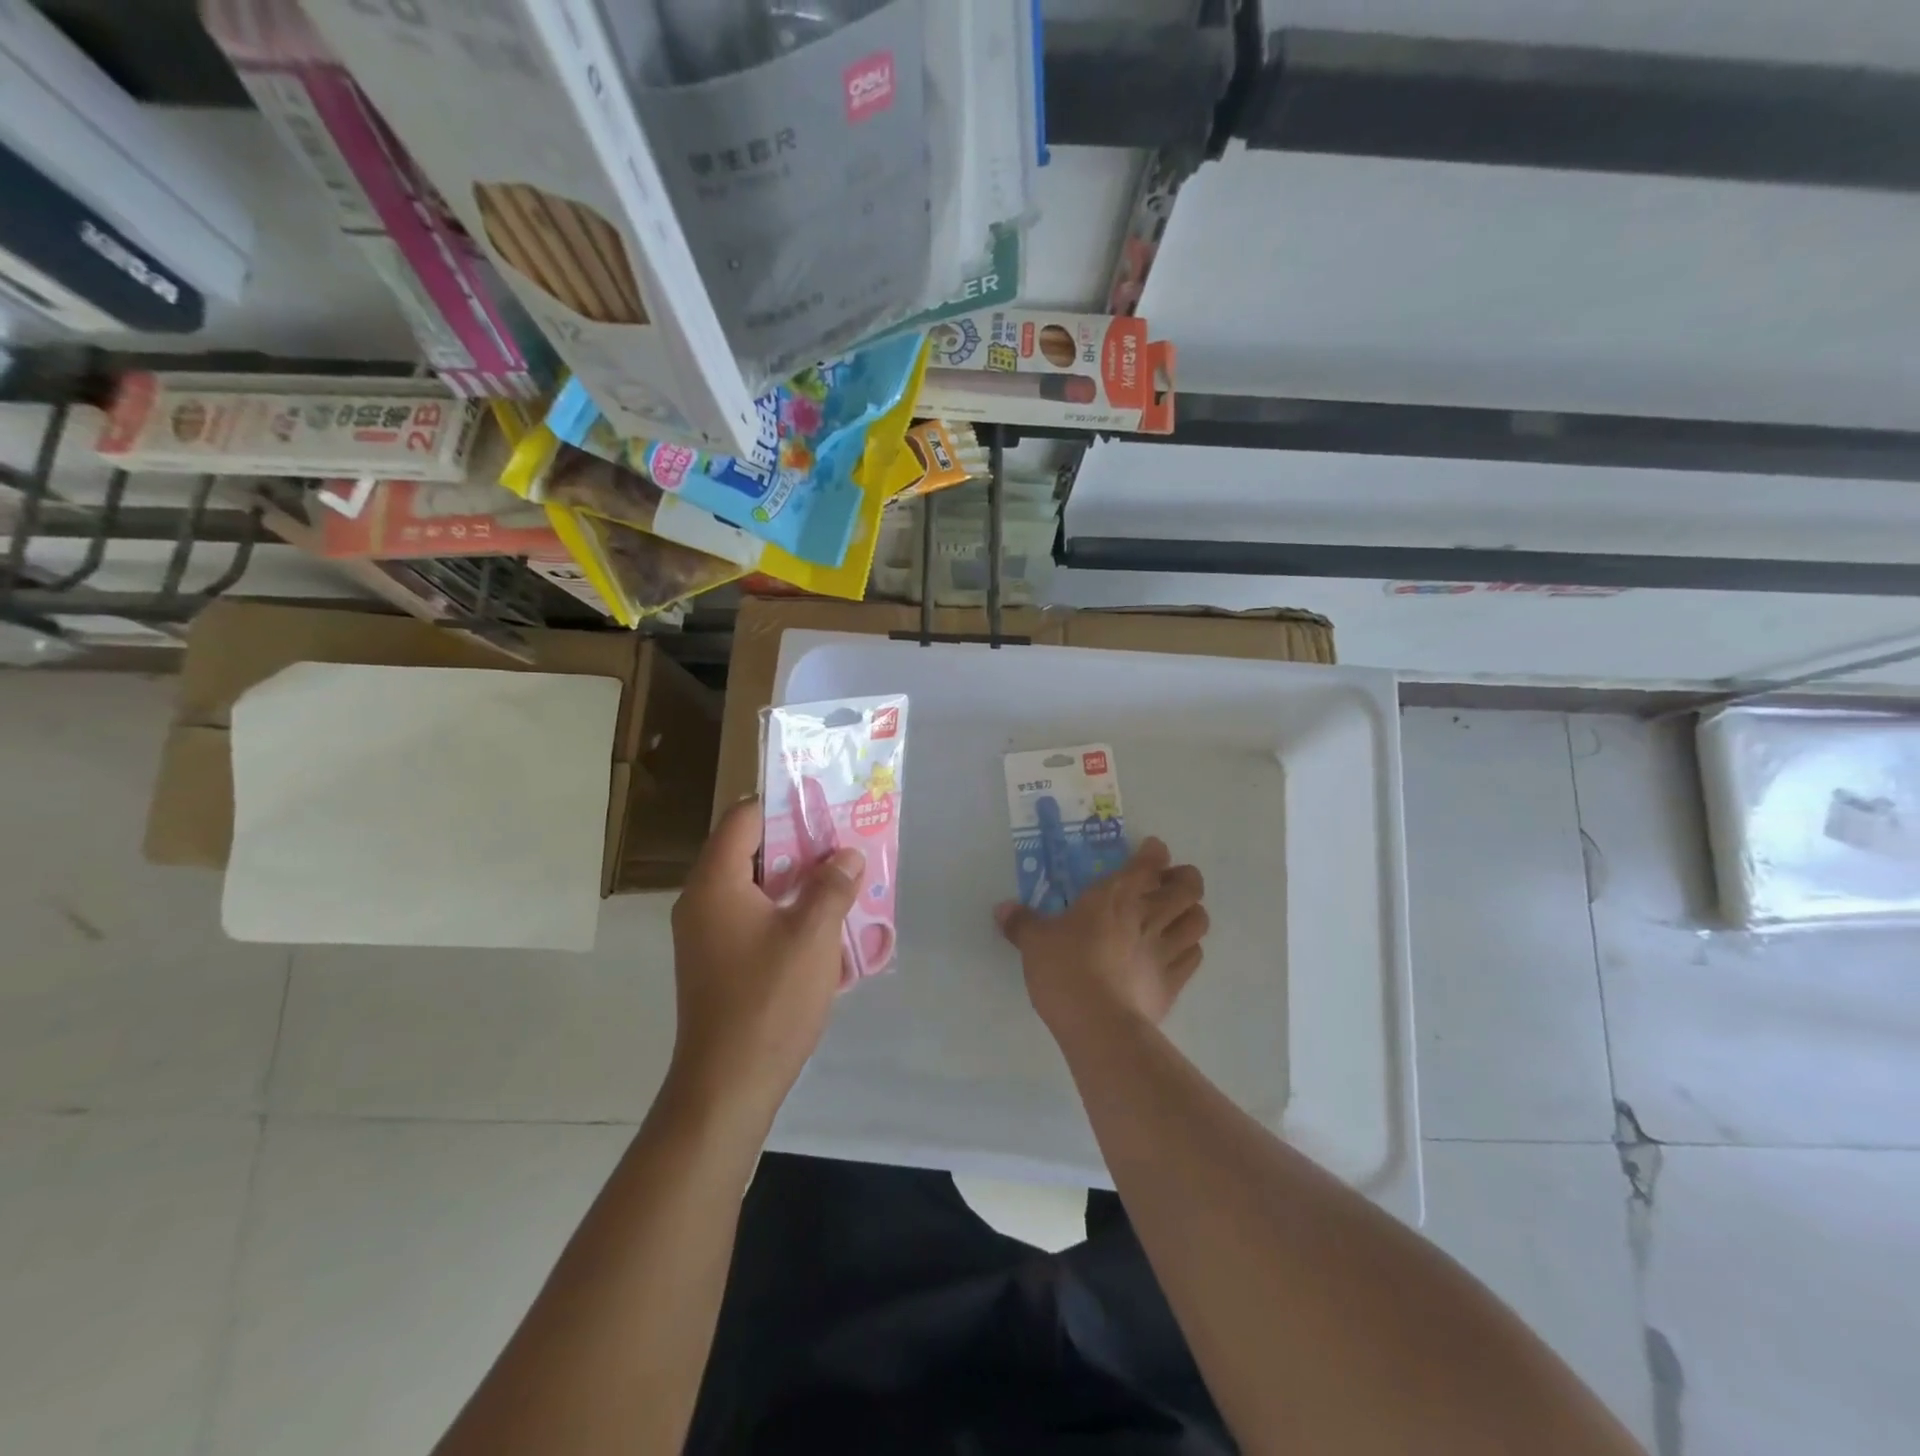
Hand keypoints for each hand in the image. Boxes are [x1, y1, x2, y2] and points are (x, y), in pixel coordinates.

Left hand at [667, 798, 862, 1121]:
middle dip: (799, 845)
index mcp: (716, 883)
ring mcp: (705, 934)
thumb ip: (833, 886)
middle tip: (843, 844)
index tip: (824, 806)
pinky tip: (822, 928)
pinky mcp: (716, 962)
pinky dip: (784, 912)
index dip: (784, 805)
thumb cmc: (769, 1001)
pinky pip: (751, 918)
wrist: (727, 1085)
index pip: (744, 818)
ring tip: (842, 880)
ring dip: (796, 881)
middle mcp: (702, 901)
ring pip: (754, 887)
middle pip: (750, 851)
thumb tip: (847, 855)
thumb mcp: (813, 936)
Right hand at [996, 837, 1208, 1033]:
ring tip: (1178, 916)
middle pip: (1189, 886)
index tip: (1153, 851)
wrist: (1097, 1023)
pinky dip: (1190, 950)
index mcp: (1115, 895)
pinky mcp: (1174, 983)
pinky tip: (1177, 953)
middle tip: (1171, 883)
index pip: (1149, 862)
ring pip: (1199, 920)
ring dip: (1192, 913)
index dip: (1155, 852)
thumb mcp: (1034, 942)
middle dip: (1185, 879)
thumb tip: (1002, 909)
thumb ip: (1021, 922)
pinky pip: (1195, 958)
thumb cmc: (1064, 969)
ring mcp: (1166, 949)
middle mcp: (1148, 915)